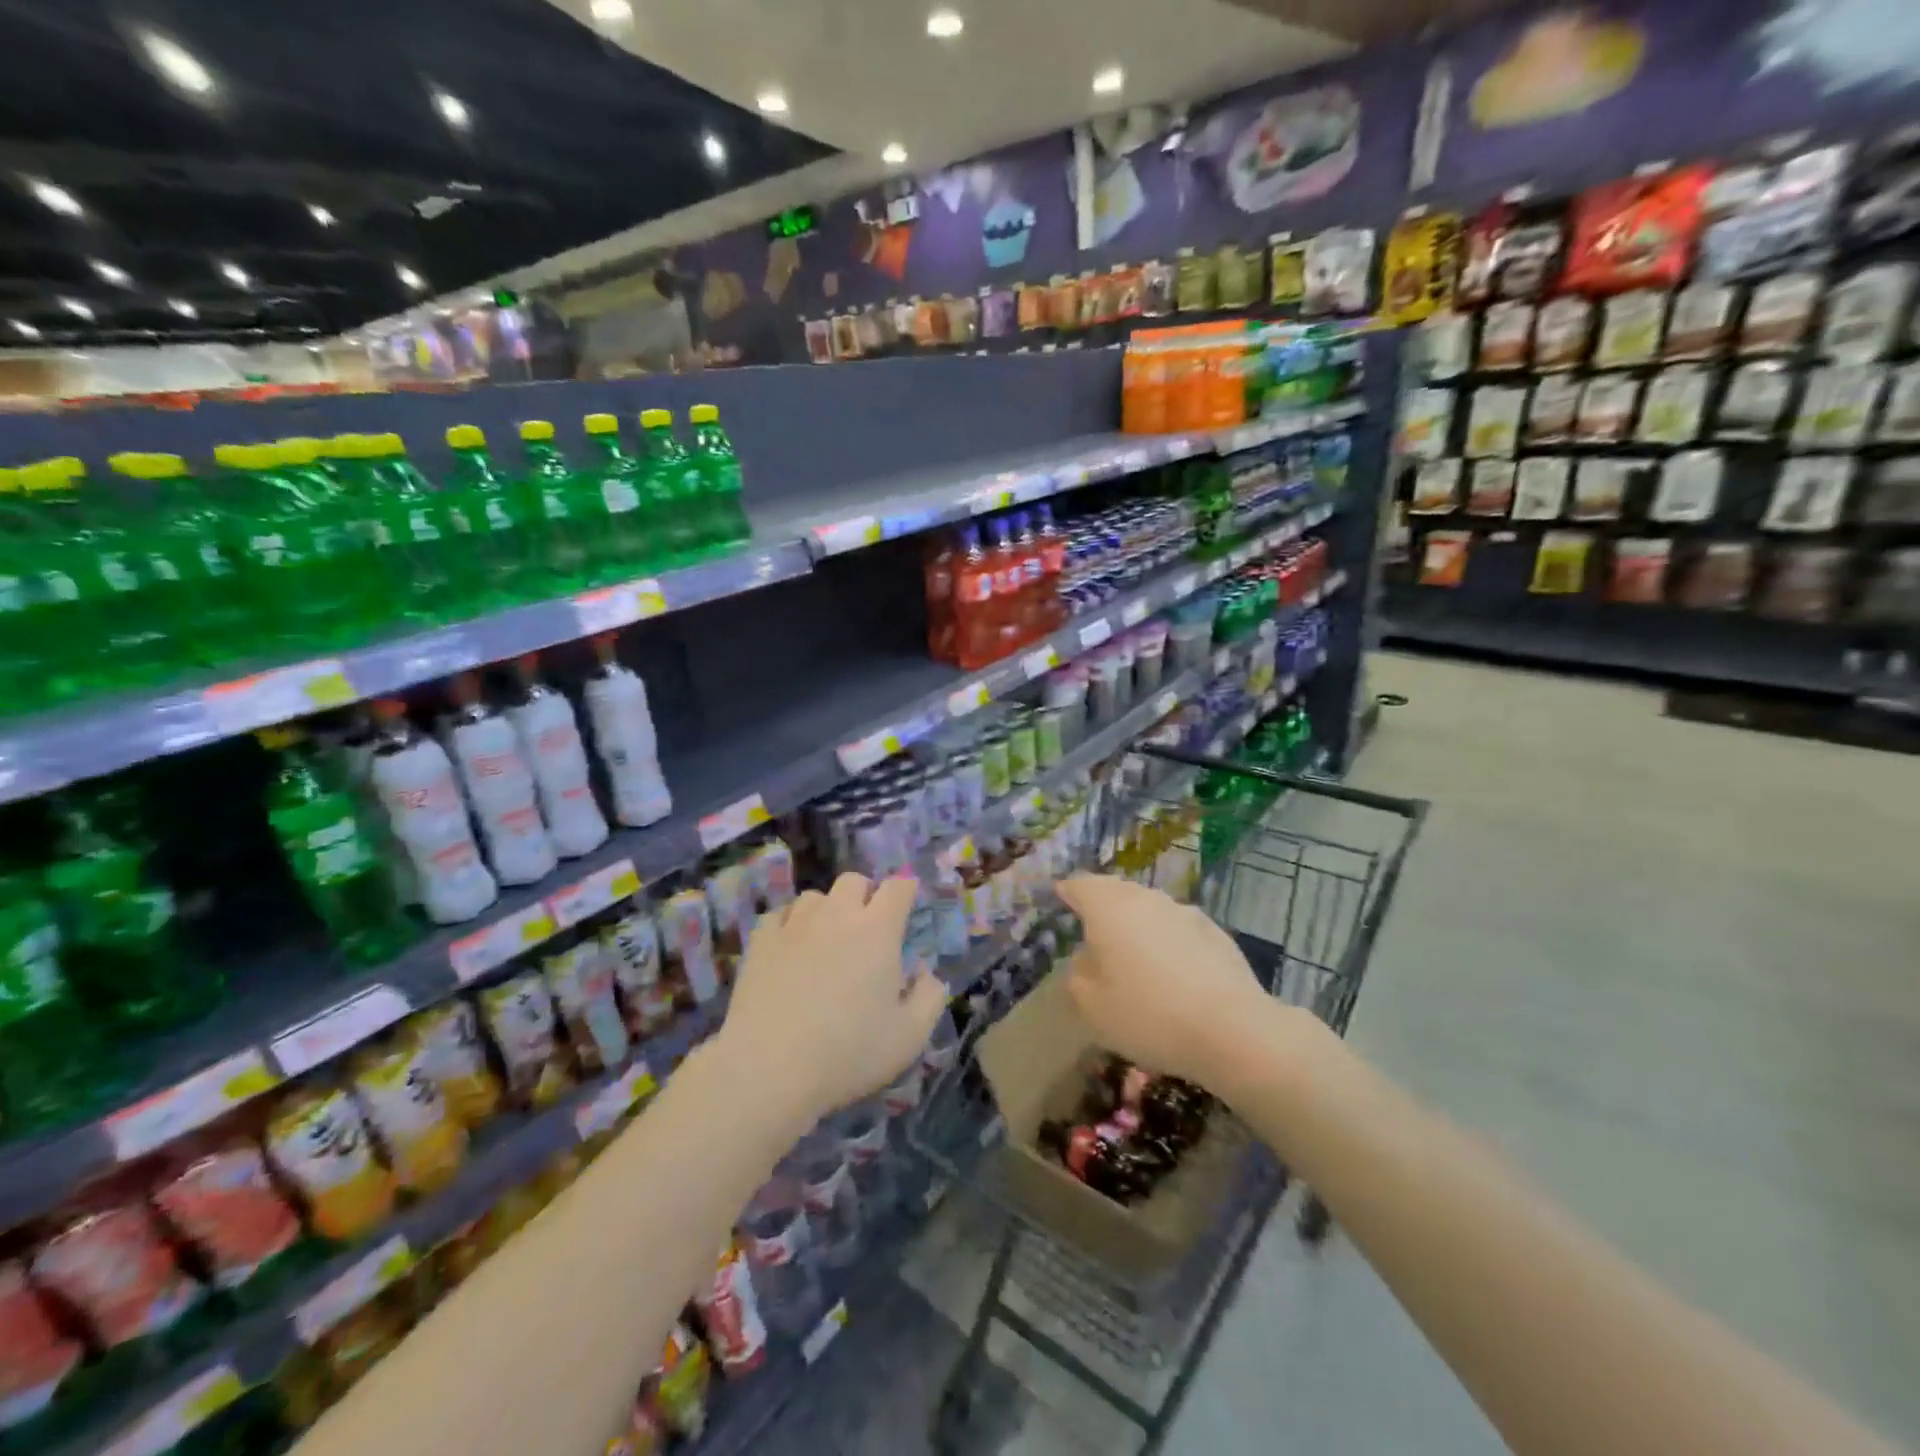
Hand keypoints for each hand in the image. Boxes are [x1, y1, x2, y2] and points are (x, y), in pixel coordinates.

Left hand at [718, 873, 945, 1131]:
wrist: (769, 1069)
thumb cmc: (849, 1052)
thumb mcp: (909, 1037)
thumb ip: (930, 997)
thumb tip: (927, 973)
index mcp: (878, 930)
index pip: (898, 887)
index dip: (906, 891)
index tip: (907, 908)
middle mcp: (837, 915)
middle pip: (854, 881)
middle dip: (866, 895)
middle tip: (868, 927)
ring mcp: (794, 925)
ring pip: (815, 896)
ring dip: (827, 909)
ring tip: (827, 938)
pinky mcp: (760, 941)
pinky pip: (779, 915)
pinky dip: (790, 924)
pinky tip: (790, 947)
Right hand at [1056, 874, 1272, 1091]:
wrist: (1232, 1030)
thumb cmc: (1148, 1015)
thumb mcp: (1092, 1006)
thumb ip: (1078, 975)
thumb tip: (1086, 958)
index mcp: (1108, 908)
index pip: (1080, 885)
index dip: (1067, 891)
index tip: (1060, 899)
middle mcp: (1146, 899)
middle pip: (1116, 890)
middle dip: (1102, 904)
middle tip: (1092, 929)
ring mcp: (1184, 912)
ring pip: (1150, 908)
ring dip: (1137, 922)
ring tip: (1132, 953)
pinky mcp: (1215, 932)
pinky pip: (1178, 928)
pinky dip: (1167, 940)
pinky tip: (1172, 971)